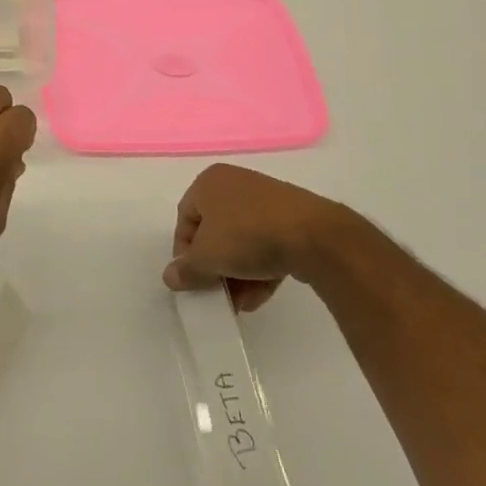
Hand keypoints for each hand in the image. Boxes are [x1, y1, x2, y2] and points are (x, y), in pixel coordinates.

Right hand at [162, 163, 344, 311]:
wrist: (315, 236)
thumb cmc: (248, 236)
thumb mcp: (207, 257)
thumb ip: (186, 270)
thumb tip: (170, 277)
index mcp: (209, 182)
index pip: (185, 220)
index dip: (185, 253)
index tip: (193, 281)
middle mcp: (235, 184)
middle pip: (214, 232)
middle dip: (215, 268)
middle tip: (217, 293)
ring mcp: (266, 200)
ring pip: (242, 241)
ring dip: (237, 274)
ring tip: (242, 302)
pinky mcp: (292, 218)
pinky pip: (267, 243)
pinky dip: (260, 269)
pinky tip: (260, 295)